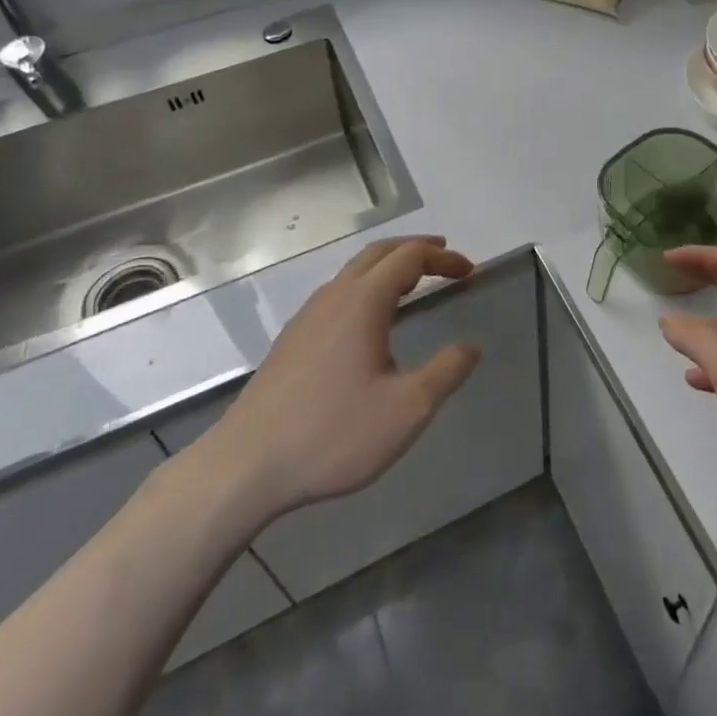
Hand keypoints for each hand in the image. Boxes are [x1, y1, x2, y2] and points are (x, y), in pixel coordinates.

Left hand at [191, 236, 479, 519]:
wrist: (245, 466)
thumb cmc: (333, 434)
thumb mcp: (407, 410)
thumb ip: (446, 372)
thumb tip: (471, 347)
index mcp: (363, 302)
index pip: (410, 258)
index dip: (443, 259)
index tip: (470, 272)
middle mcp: (333, 297)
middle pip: (379, 252)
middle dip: (416, 249)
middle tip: (446, 258)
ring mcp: (307, 317)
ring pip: (354, 272)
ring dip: (389, 267)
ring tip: (413, 283)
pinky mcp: (292, 340)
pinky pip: (337, 294)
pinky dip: (367, 287)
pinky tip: (370, 322)